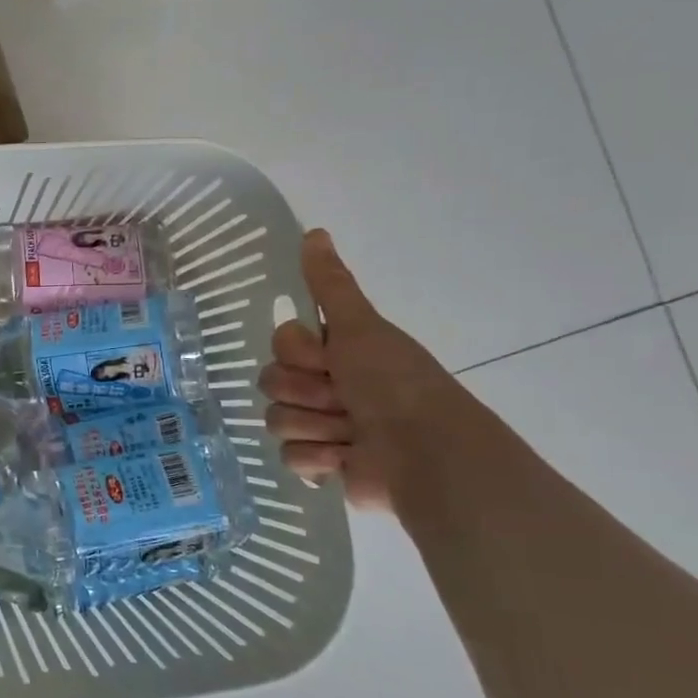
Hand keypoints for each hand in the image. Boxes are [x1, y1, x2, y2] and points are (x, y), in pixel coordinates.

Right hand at [260, 229, 461, 510]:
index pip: (281, 345)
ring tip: (350, 433)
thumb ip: (331, 285)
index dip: (300, 354)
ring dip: (315, 426)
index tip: (329, 360)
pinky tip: (346, 458)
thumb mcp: (360, 327)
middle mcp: (326, 386)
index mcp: (335, 353)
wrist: (425, 452)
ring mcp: (322, 427)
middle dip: (306, 393)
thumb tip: (314, 231)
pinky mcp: (322, 466)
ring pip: (277, 420)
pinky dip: (319, 459)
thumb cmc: (394, 383)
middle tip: (343, 399)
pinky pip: (289, 457)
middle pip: (272, 382)